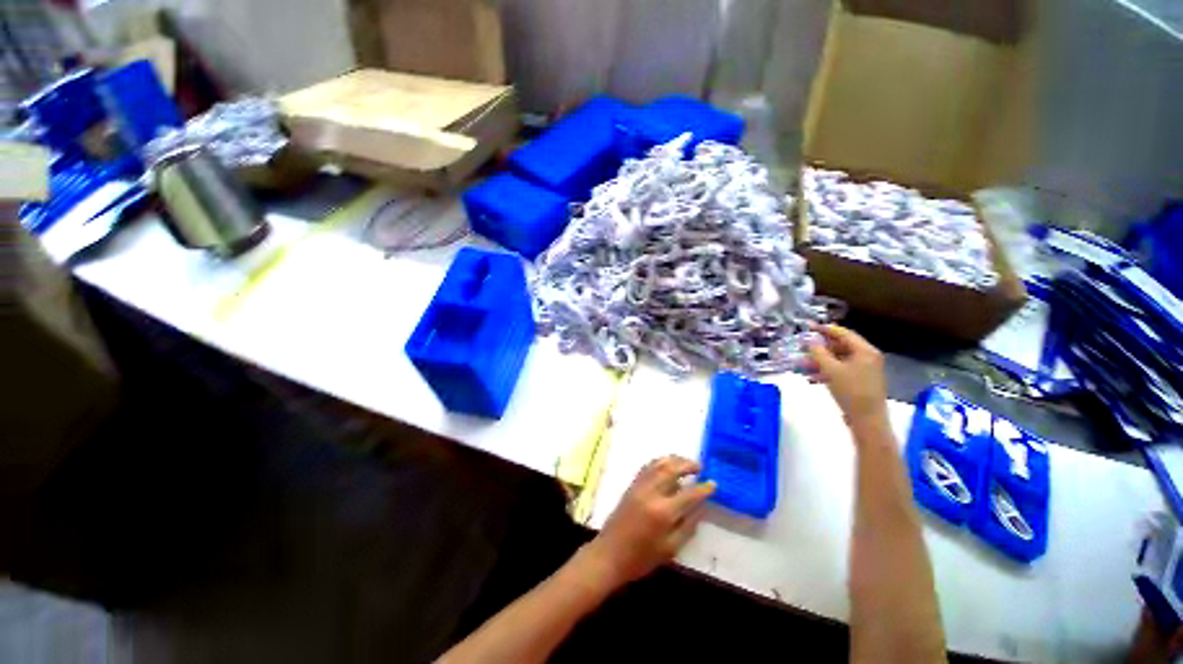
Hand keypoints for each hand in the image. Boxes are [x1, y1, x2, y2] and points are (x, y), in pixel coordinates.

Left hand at [581, 456, 714, 587]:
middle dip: (687, 465)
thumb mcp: (670, 549)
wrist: (609, 554)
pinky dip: (659, 462)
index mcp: (663, 512)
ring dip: (674, 460)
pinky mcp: (631, 485)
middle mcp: (651, 493)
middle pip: (671, 469)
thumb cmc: (641, 558)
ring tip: (685, 463)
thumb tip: (700, 508)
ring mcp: (639, 486)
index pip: (688, 494)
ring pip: (658, 463)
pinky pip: (647, 467)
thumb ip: (687, 526)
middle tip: (699, 467)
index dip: (703, 488)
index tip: (713, 483)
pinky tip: (666, 465)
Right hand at [806, 324, 888, 429]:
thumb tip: (810, 340)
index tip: (808, 327)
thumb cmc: (851, 391)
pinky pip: (841, 371)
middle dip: (819, 348)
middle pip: (840, 347)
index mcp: (865, 351)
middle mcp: (867, 358)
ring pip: (838, 360)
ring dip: (820, 362)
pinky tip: (811, 378)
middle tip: (802, 348)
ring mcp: (864, 370)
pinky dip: (826, 372)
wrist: (867, 420)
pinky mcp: (860, 382)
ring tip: (802, 366)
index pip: (843, 333)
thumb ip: (818, 352)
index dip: (825, 329)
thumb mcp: (831, 370)